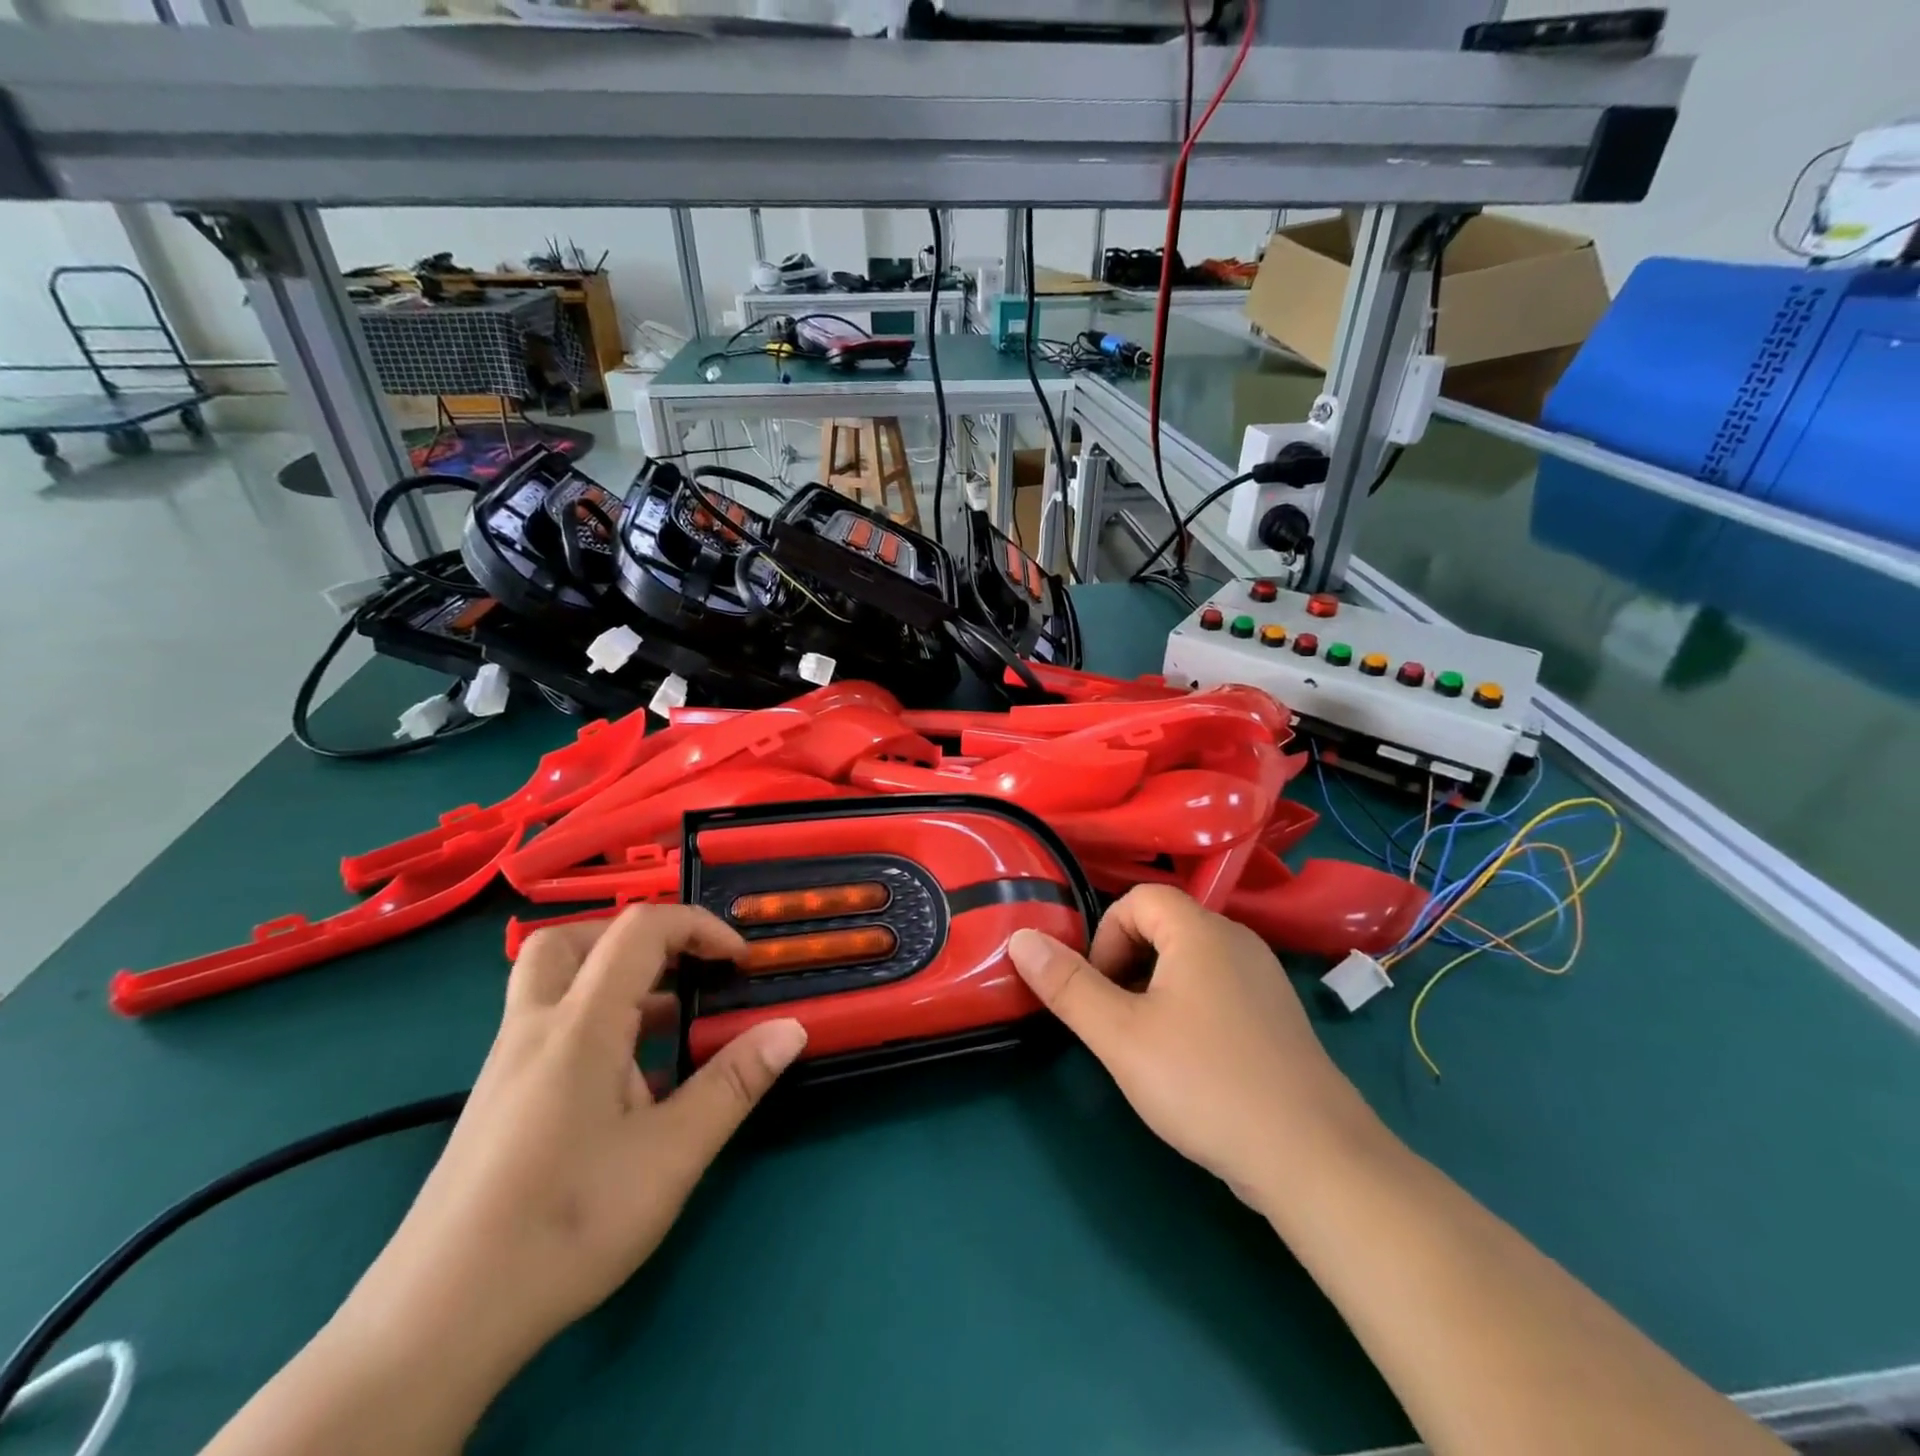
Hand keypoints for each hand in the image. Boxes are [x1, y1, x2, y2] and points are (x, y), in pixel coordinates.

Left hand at [340, 906, 806, 1382]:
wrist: (434, 1324)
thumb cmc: (564, 1224)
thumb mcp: (670, 1155)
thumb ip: (733, 1084)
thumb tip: (792, 1028)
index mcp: (580, 1025)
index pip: (640, 929)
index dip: (699, 926)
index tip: (739, 963)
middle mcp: (535, 1028)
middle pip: (571, 939)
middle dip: (635, 937)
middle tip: (681, 969)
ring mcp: (507, 1065)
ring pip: (553, 983)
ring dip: (613, 979)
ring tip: (667, 1026)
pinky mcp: (497, 1101)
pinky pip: (548, 1028)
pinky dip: (594, 1023)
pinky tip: (627, 1086)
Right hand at [1008, 886, 1373, 1211]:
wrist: (1314, 1158)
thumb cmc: (1206, 1083)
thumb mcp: (1121, 1035)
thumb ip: (1068, 985)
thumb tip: (1020, 938)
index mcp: (1201, 931)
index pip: (1138, 899)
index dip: (1106, 936)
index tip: (1098, 991)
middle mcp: (1237, 941)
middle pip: (1163, 926)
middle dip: (1125, 964)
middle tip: (1116, 1021)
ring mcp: (1263, 978)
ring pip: (1189, 960)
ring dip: (1154, 989)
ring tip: (1147, 1045)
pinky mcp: (1277, 1016)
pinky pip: (1217, 988)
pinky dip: (1189, 1007)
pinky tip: (1189, 1063)